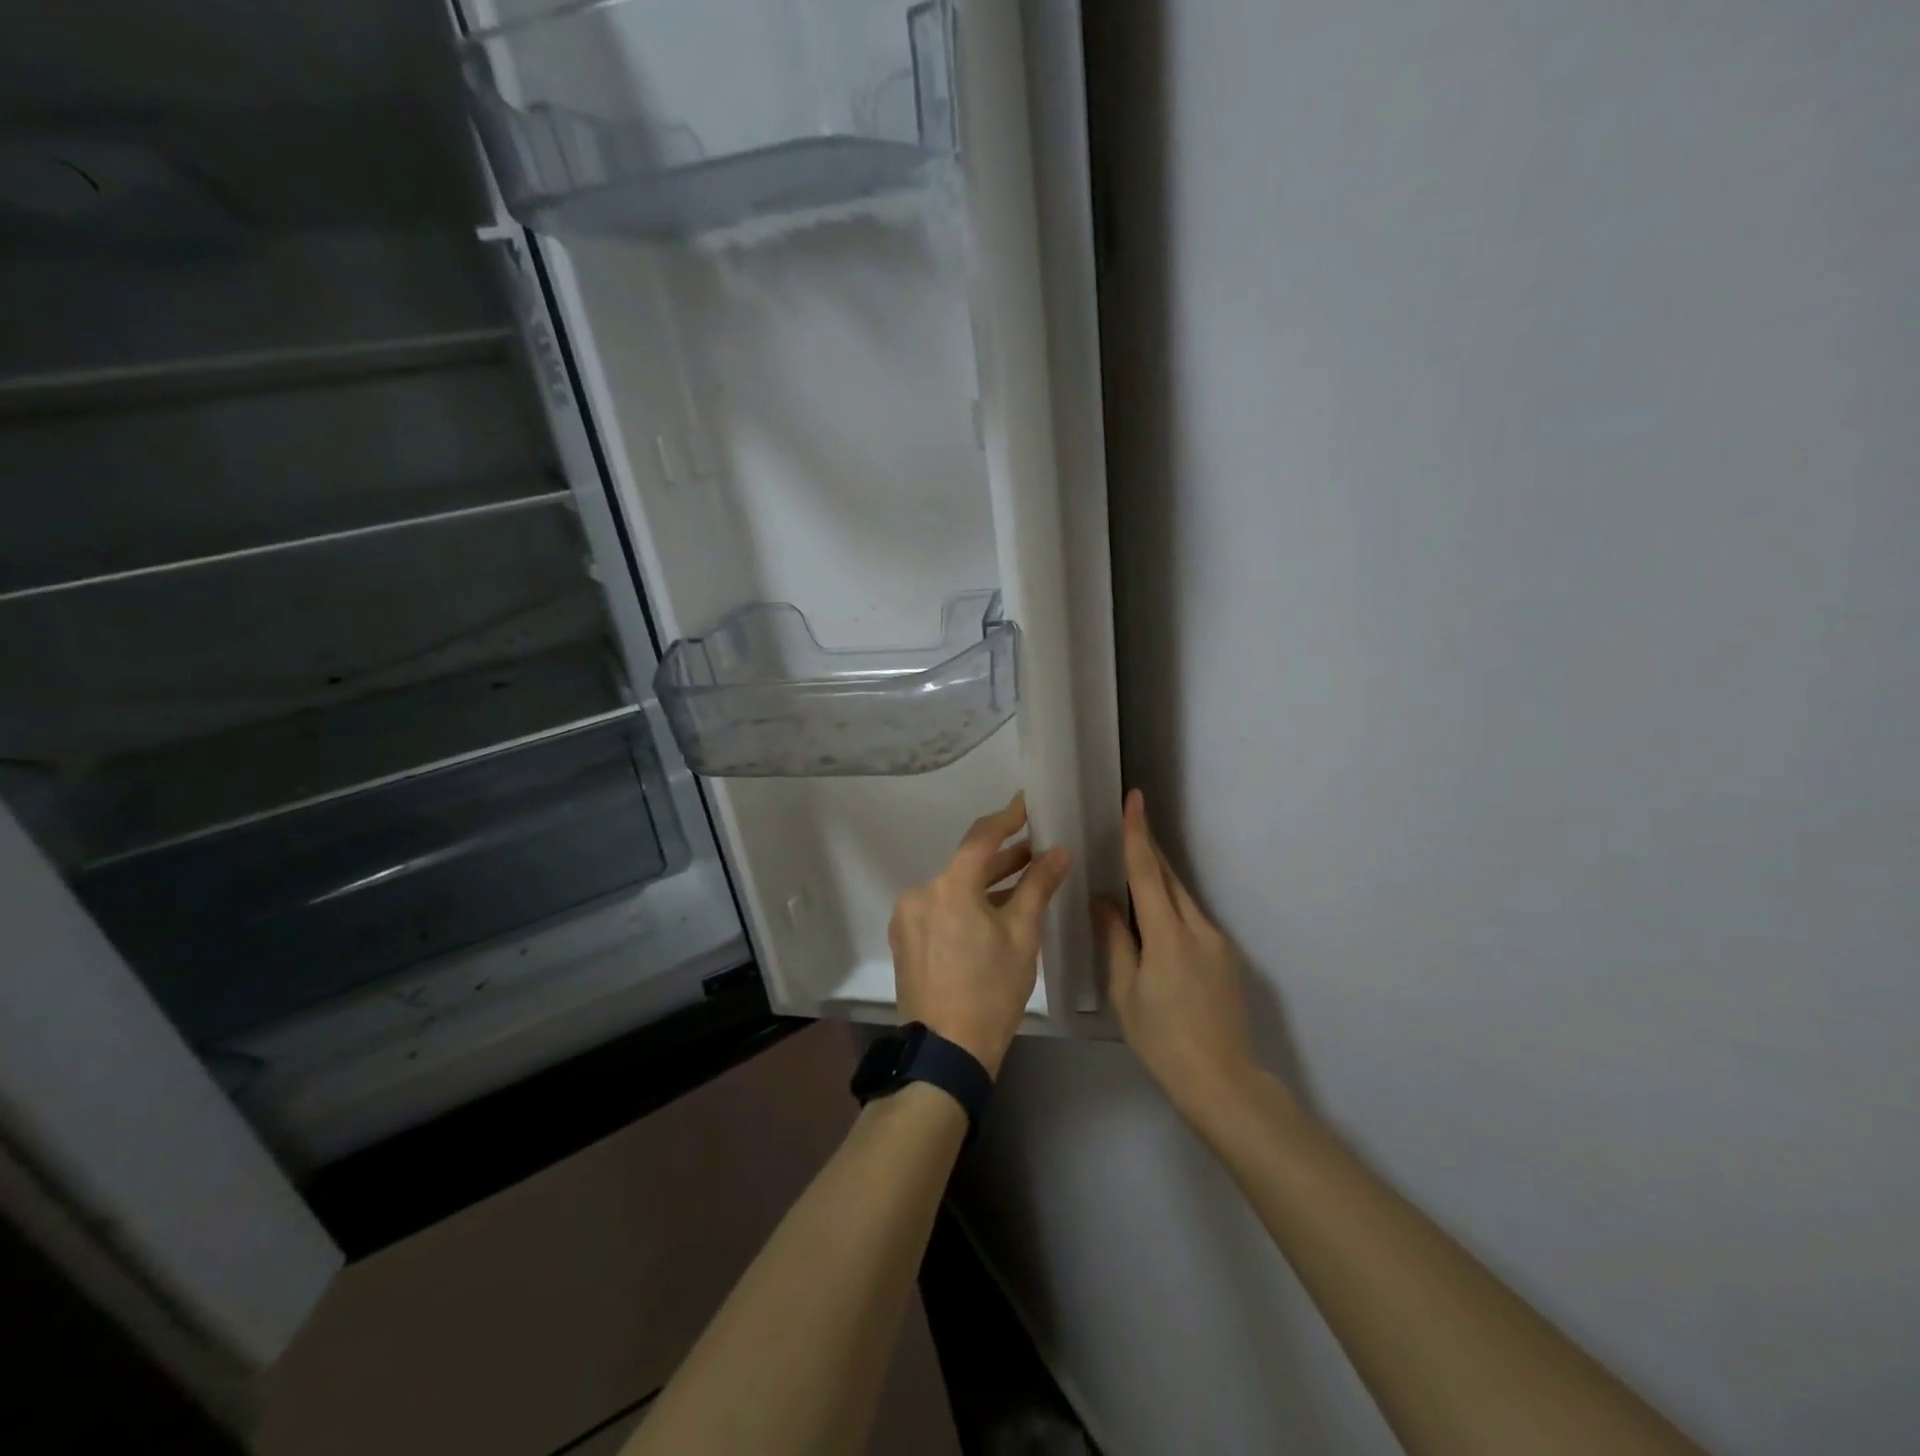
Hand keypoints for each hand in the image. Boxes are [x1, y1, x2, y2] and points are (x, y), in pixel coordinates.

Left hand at [890, 793, 1070, 1076]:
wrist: (946, 1052)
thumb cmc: (991, 993)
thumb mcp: (1022, 937)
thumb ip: (1038, 887)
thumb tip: (1058, 852)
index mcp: (949, 888)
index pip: (981, 837)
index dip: (1007, 817)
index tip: (1027, 803)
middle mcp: (920, 893)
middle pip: (966, 864)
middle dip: (1002, 857)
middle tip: (1037, 850)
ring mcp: (908, 917)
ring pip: (952, 888)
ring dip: (985, 884)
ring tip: (1022, 881)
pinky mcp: (905, 938)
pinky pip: (940, 908)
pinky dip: (965, 904)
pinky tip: (991, 913)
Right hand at [1097, 790, 1260, 1120]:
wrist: (1223, 1081)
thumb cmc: (1162, 1039)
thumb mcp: (1125, 992)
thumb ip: (1116, 940)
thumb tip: (1104, 900)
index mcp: (1168, 934)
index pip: (1148, 872)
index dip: (1137, 834)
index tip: (1135, 799)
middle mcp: (1198, 928)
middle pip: (1170, 877)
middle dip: (1149, 849)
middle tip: (1127, 825)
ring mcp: (1218, 942)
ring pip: (1182, 898)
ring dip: (1159, 881)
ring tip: (1132, 876)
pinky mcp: (1226, 957)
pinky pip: (1192, 919)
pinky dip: (1170, 909)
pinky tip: (1155, 926)